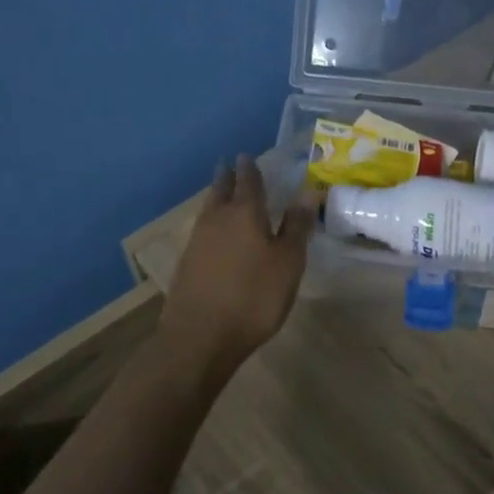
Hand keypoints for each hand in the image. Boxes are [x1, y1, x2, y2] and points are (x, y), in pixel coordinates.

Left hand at [162, 155, 313, 373]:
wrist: (199, 337)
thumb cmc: (253, 296)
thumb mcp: (287, 262)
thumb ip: (296, 226)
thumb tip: (307, 192)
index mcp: (244, 213)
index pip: (248, 181)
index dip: (250, 168)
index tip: (247, 155)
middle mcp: (217, 219)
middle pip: (221, 190)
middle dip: (227, 176)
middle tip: (231, 165)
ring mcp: (197, 241)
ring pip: (208, 208)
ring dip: (217, 197)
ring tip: (223, 192)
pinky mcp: (187, 263)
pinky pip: (202, 230)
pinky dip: (211, 222)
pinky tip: (215, 233)